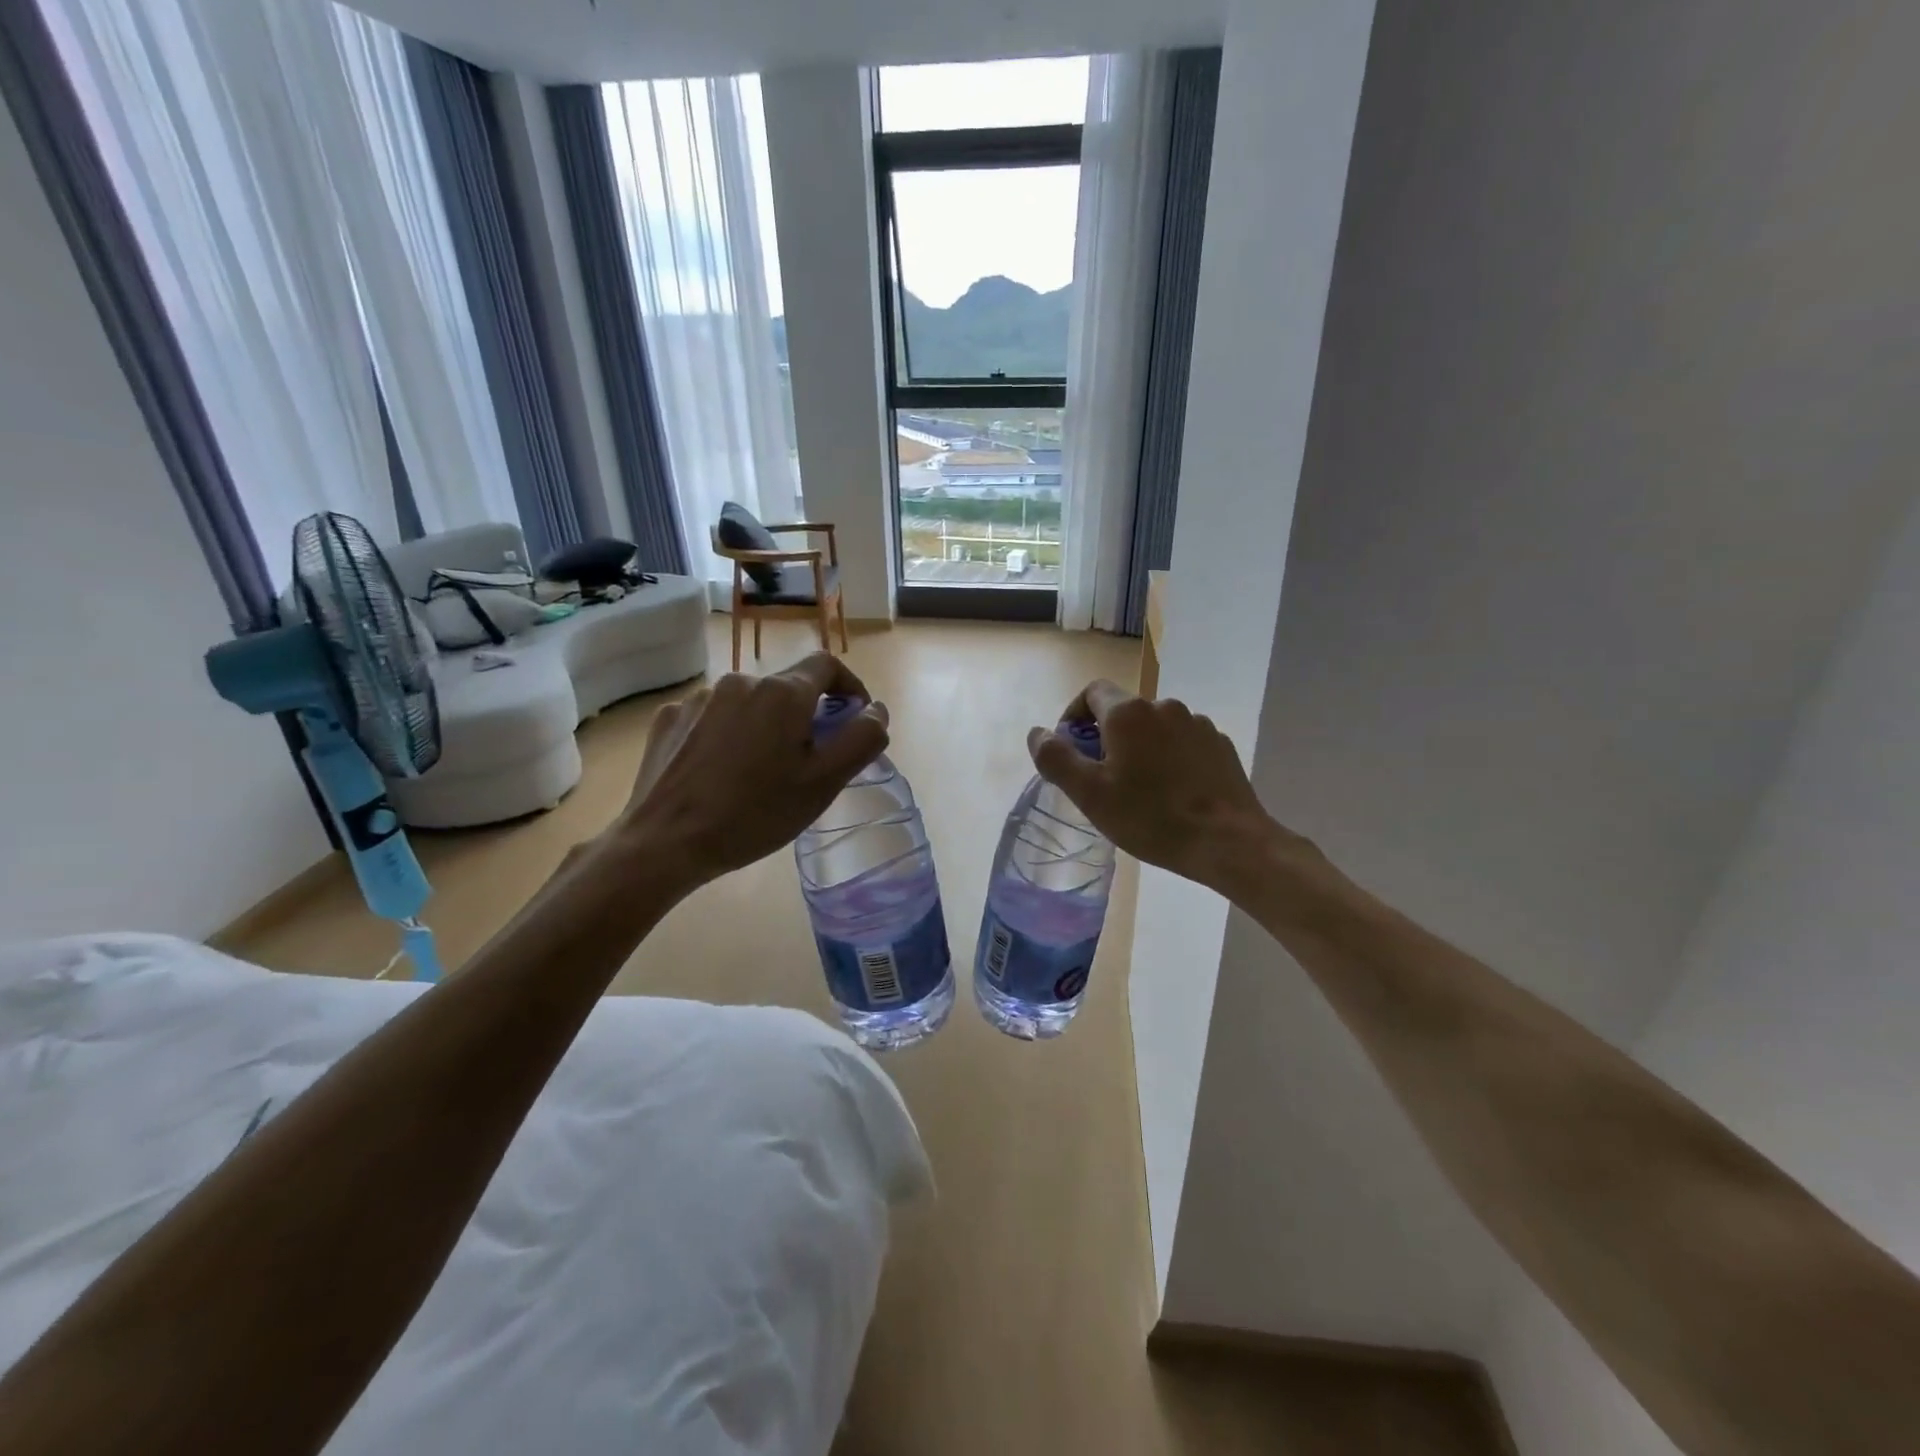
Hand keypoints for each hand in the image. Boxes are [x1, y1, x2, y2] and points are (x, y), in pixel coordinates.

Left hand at [612, 653, 888, 889]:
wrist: (664, 842)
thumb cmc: (755, 814)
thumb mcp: (823, 783)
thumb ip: (861, 739)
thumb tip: (876, 710)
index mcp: (782, 693)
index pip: (827, 665)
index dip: (849, 687)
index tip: (853, 719)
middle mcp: (740, 681)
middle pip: (787, 687)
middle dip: (805, 716)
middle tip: (805, 763)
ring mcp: (699, 698)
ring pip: (749, 703)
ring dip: (764, 726)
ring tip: (757, 773)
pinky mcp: (670, 718)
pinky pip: (713, 717)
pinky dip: (727, 735)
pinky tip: (719, 772)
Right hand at [1028, 681, 1297, 896]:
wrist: (1227, 841)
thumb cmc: (1150, 817)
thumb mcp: (1090, 794)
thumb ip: (1056, 758)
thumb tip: (1037, 732)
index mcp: (1128, 713)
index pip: (1092, 692)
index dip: (1074, 715)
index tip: (1072, 749)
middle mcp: (1164, 706)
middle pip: (1124, 711)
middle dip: (1107, 737)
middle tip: (1103, 779)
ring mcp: (1197, 724)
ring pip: (1155, 728)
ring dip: (1141, 748)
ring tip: (1141, 789)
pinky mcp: (1219, 745)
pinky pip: (1183, 742)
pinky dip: (1170, 758)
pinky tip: (1173, 792)